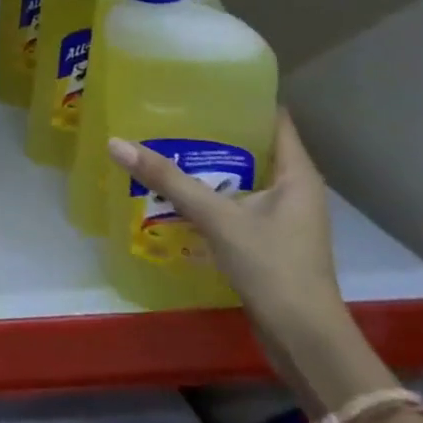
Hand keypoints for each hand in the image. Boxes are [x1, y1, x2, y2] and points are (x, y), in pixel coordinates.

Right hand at [109, 111, 384, 412]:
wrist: (305, 340)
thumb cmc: (273, 267)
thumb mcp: (217, 218)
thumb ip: (169, 180)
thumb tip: (117, 143)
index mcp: (297, 173)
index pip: (274, 119)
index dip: (243, 97)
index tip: (202, 83)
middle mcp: (296, 189)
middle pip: (254, 146)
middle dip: (215, 130)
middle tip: (170, 112)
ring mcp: (285, 217)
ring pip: (243, 176)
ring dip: (210, 165)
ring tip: (165, 145)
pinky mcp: (271, 241)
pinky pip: (238, 203)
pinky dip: (212, 194)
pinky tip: (177, 193)